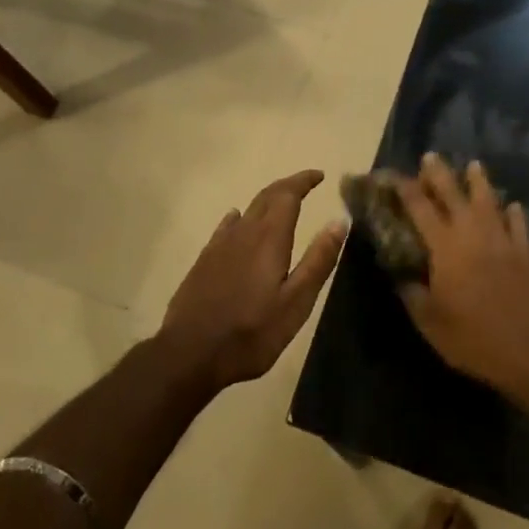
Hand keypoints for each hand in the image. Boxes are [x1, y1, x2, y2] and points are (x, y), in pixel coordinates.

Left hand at [161, 170, 347, 391]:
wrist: (190, 352)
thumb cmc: (251, 332)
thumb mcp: (296, 302)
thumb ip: (318, 261)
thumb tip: (338, 222)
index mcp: (269, 238)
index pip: (288, 195)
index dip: (303, 181)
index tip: (318, 175)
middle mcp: (244, 231)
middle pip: (267, 196)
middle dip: (288, 186)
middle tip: (305, 184)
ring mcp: (220, 244)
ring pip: (247, 210)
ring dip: (267, 201)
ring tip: (280, 203)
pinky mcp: (205, 259)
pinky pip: (227, 226)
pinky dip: (240, 217)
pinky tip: (237, 221)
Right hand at [396, 154, 528, 401]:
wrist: (528, 352)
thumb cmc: (472, 338)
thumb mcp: (428, 321)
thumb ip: (411, 292)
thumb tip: (400, 274)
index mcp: (444, 246)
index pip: (420, 208)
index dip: (405, 189)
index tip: (393, 176)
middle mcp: (472, 233)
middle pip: (453, 193)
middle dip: (439, 173)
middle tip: (431, 157)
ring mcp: (502, 240)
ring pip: (489, 200)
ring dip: (479, 181)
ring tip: (474, 165)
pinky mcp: (525, 253)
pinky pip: (519, 224)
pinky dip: (514, 212)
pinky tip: (513, 205)